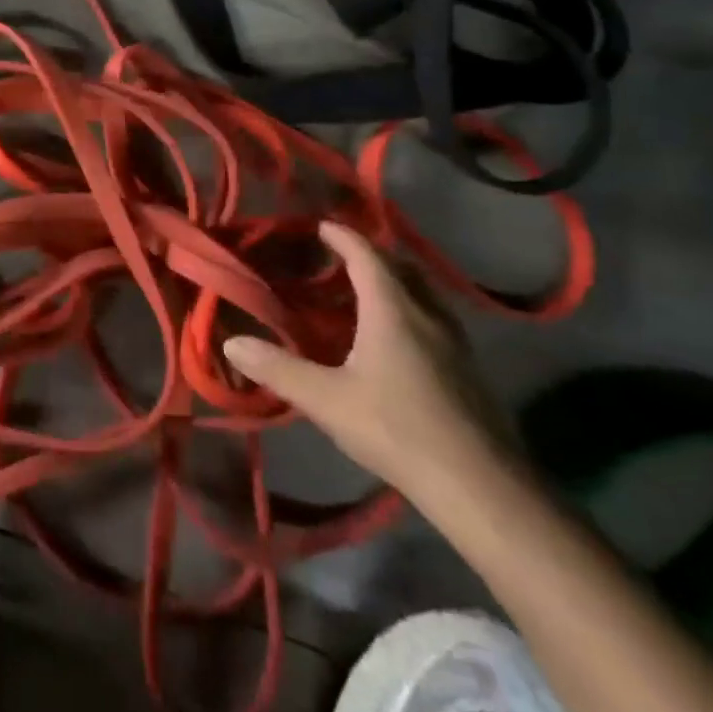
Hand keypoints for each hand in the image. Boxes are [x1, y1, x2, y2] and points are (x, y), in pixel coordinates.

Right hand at [223, 221, 518, 504]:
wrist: (481, 486)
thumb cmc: (397, 430)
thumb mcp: (327, 400)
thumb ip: (278, 368)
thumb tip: (231, 344)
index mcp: (393, 309)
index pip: (366, 255)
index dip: (342, 236)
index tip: (320, 225)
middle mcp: (428, 313)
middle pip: (400, 267)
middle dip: (369, 254)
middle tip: (339, 257)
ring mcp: (455, 341)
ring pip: (422, 292)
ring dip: (394, 281)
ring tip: (365, 292)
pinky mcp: (468, 368)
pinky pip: (434, 317)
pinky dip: (410, 308)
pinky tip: (397, 338)